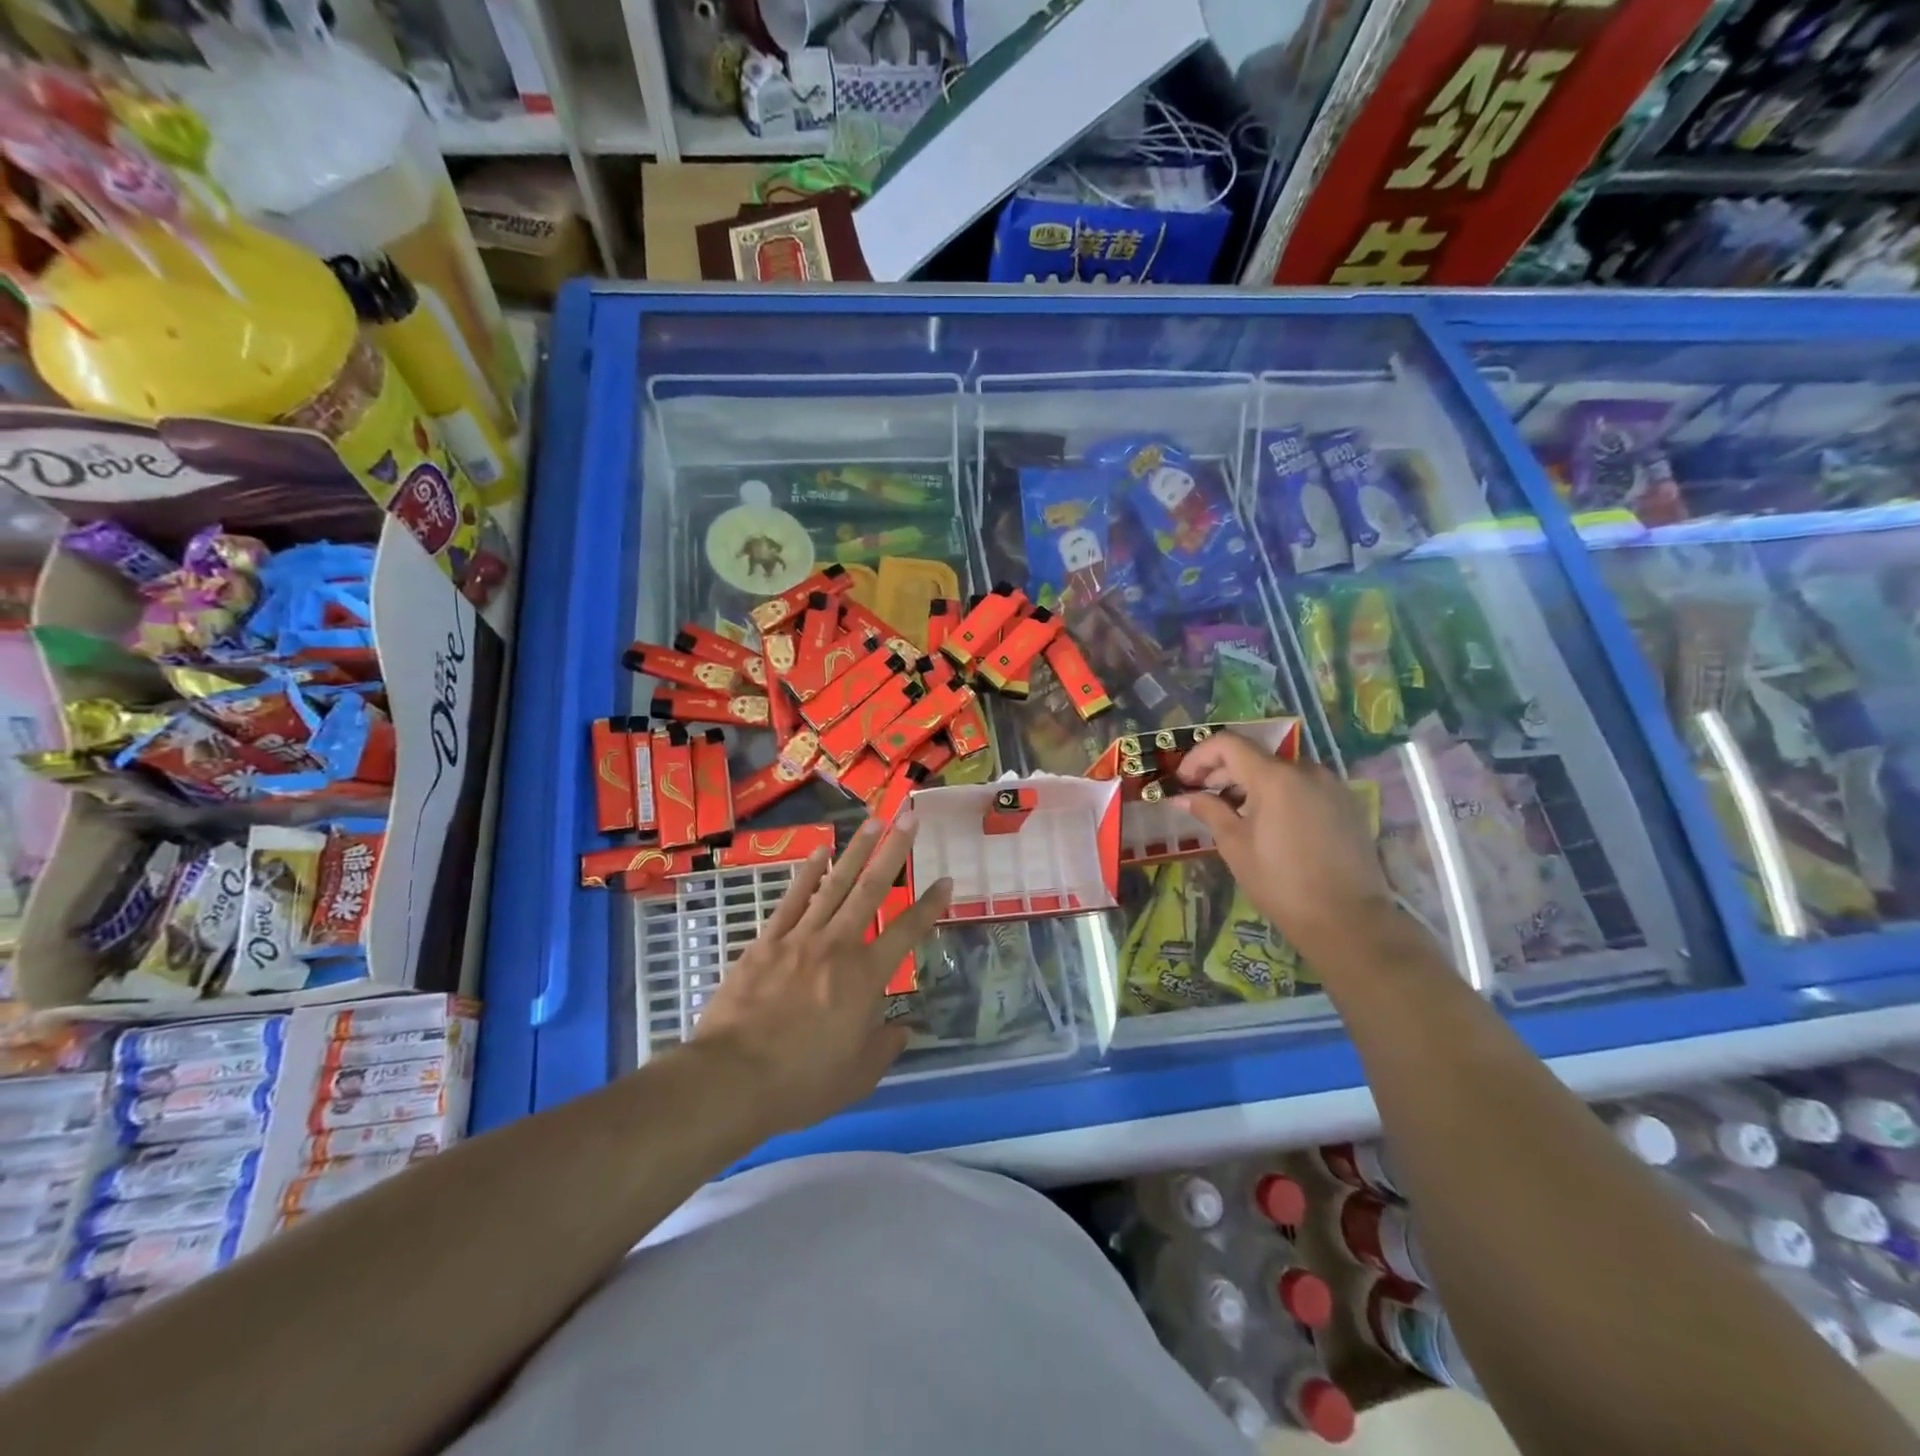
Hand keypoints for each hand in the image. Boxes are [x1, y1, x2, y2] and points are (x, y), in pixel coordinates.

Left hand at [693, 814, 950, 1137]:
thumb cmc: (802, 1082)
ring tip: (873, 821)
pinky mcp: (767, 941)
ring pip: (835, 884)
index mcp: (866, 977)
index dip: (930, 905)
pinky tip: (819, 851)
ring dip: (856, 850)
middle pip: (872, 889)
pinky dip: (807, 873)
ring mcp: (800, 938)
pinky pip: (792, 899)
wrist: (732, 1079)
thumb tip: (905, 1029)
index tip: (946, 880)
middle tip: (910, 817)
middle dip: (895, 851)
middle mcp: (838, 945)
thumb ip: (885, 1047)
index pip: (907, 931)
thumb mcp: (858, 1076)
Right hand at [1173, 734, 1395, 966]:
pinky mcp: (1347, 804)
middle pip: (1255, 756)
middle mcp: (1306, 770)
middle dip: (1223, 771)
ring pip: (1281, 771)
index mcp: (1274, 777)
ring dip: (1251, 783)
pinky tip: (1269, 823)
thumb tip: (1183, 797)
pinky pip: (1304, 786)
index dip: (1199, 756)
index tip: (1183, 780)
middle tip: (1201, 796)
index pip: (1228, 744)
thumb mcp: (1235, 846)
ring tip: (1234, 813)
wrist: (1347, 919)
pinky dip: (1279, 794)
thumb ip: (1209, 811)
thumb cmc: (1280, 882)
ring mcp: (1331, 785)